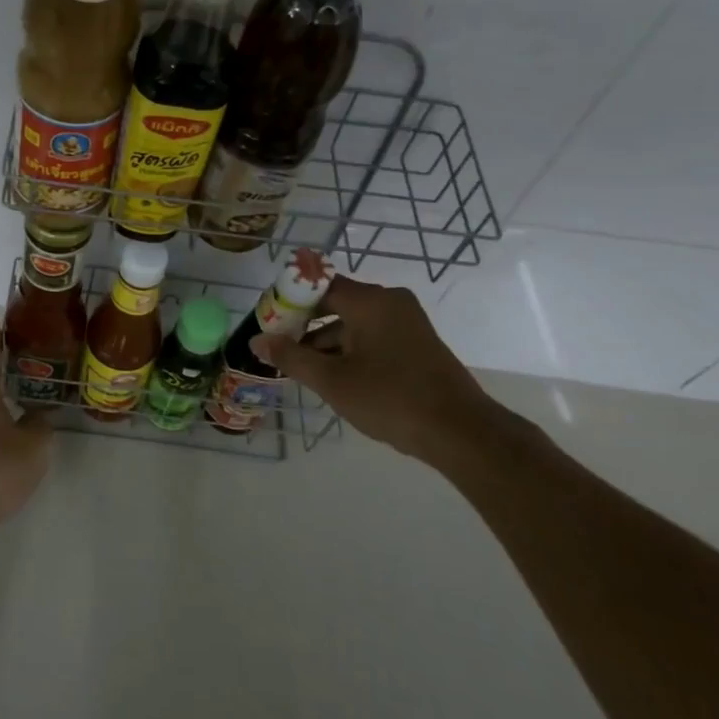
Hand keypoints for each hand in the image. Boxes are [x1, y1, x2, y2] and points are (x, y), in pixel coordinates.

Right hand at [251, 277, 501, 462]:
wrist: (460, 432)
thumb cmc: (390, 399)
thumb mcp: (332, 381)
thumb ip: (291, 357)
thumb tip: (257, 341)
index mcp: (370, 301)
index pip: (318, 285)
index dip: (289, 301)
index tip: (268, 323)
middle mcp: (390, 301)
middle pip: (335, 303)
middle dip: (305, 325)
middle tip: (280, 349)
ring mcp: (408, 322)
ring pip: (354, 322)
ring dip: (327, 342)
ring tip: (304, 370)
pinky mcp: (418, 343)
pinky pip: (373, 335)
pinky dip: (351, 349)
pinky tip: (337, 377)